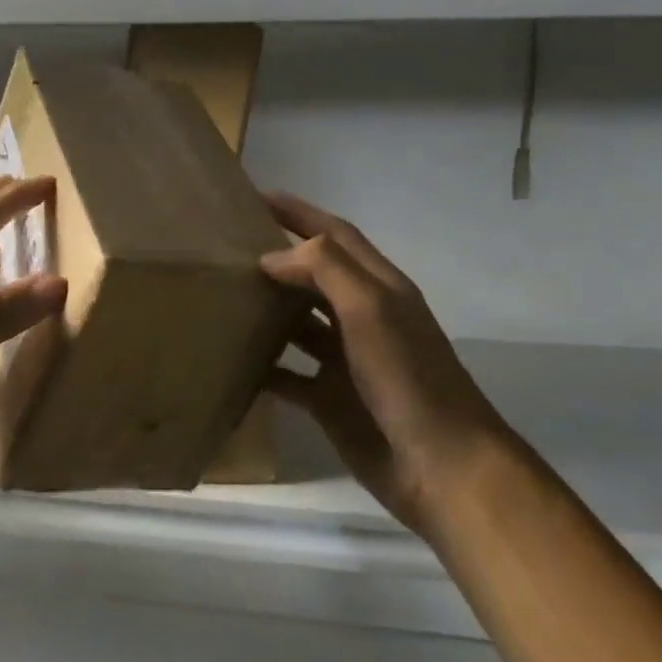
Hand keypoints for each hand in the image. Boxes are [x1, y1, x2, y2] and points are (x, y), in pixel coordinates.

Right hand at [260, 193, 508, 533]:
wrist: (440, 465)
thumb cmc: (408, 378)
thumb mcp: (371, 310)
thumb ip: (324, 270)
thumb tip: (272, 256)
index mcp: (379, 287)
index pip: (334, 234)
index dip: (299, 212)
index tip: (254, 196)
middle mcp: (362, 317)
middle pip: (314, 275)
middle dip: (277, 257)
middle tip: (226, 246)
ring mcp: (346, 360)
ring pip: (298, 324)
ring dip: (266, 310)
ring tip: (221, 296)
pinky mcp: (330, 399)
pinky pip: (289, 376)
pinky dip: (263, 368)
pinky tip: (230, 362)